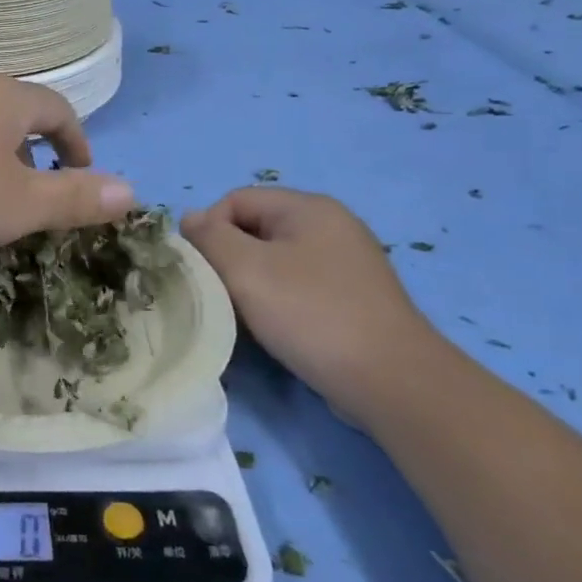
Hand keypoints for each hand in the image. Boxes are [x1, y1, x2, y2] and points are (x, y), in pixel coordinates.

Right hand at [181, 187, 443, 412]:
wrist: (391, 381)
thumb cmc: (310, 314)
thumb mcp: (245, 269)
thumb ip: (209, 238)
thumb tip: (190, 219)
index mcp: (308, 208)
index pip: (234, 200)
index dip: (209, 230)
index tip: (201, 271)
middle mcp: (330, 226)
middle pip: (254, 229)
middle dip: (228, 259)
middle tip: (218, 296)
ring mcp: (346, 262)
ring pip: (274, 261)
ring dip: (249, 284)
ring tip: (242, 316)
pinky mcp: (352, 298)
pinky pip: (297, 286)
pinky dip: (276, 302)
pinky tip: (273, 329)